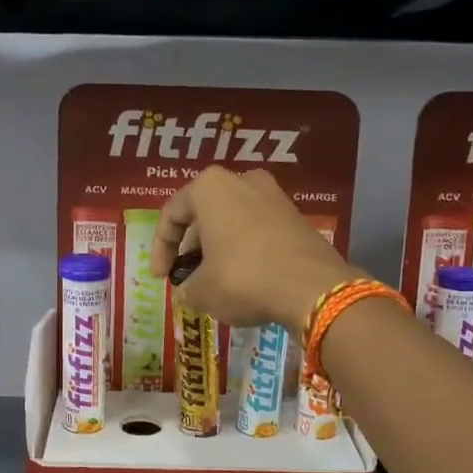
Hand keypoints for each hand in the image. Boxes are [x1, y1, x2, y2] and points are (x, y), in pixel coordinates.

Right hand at [151, 167, 362, 332]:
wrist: (312, 288)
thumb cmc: (243, 279)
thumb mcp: (200, 291)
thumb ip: (186, 287)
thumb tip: (190, 289)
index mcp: (210, 187)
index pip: (171, 215)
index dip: (160, 249)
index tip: (162, 278)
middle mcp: (242, 180)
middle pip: (204, 214)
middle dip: (192, 246)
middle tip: (187, 276)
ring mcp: (275, 196)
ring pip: (233, 220)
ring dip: (219, 247)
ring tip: (214, 279)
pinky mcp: (297, 217)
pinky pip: (258, 230)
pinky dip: (245, 250)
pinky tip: (245, 278)